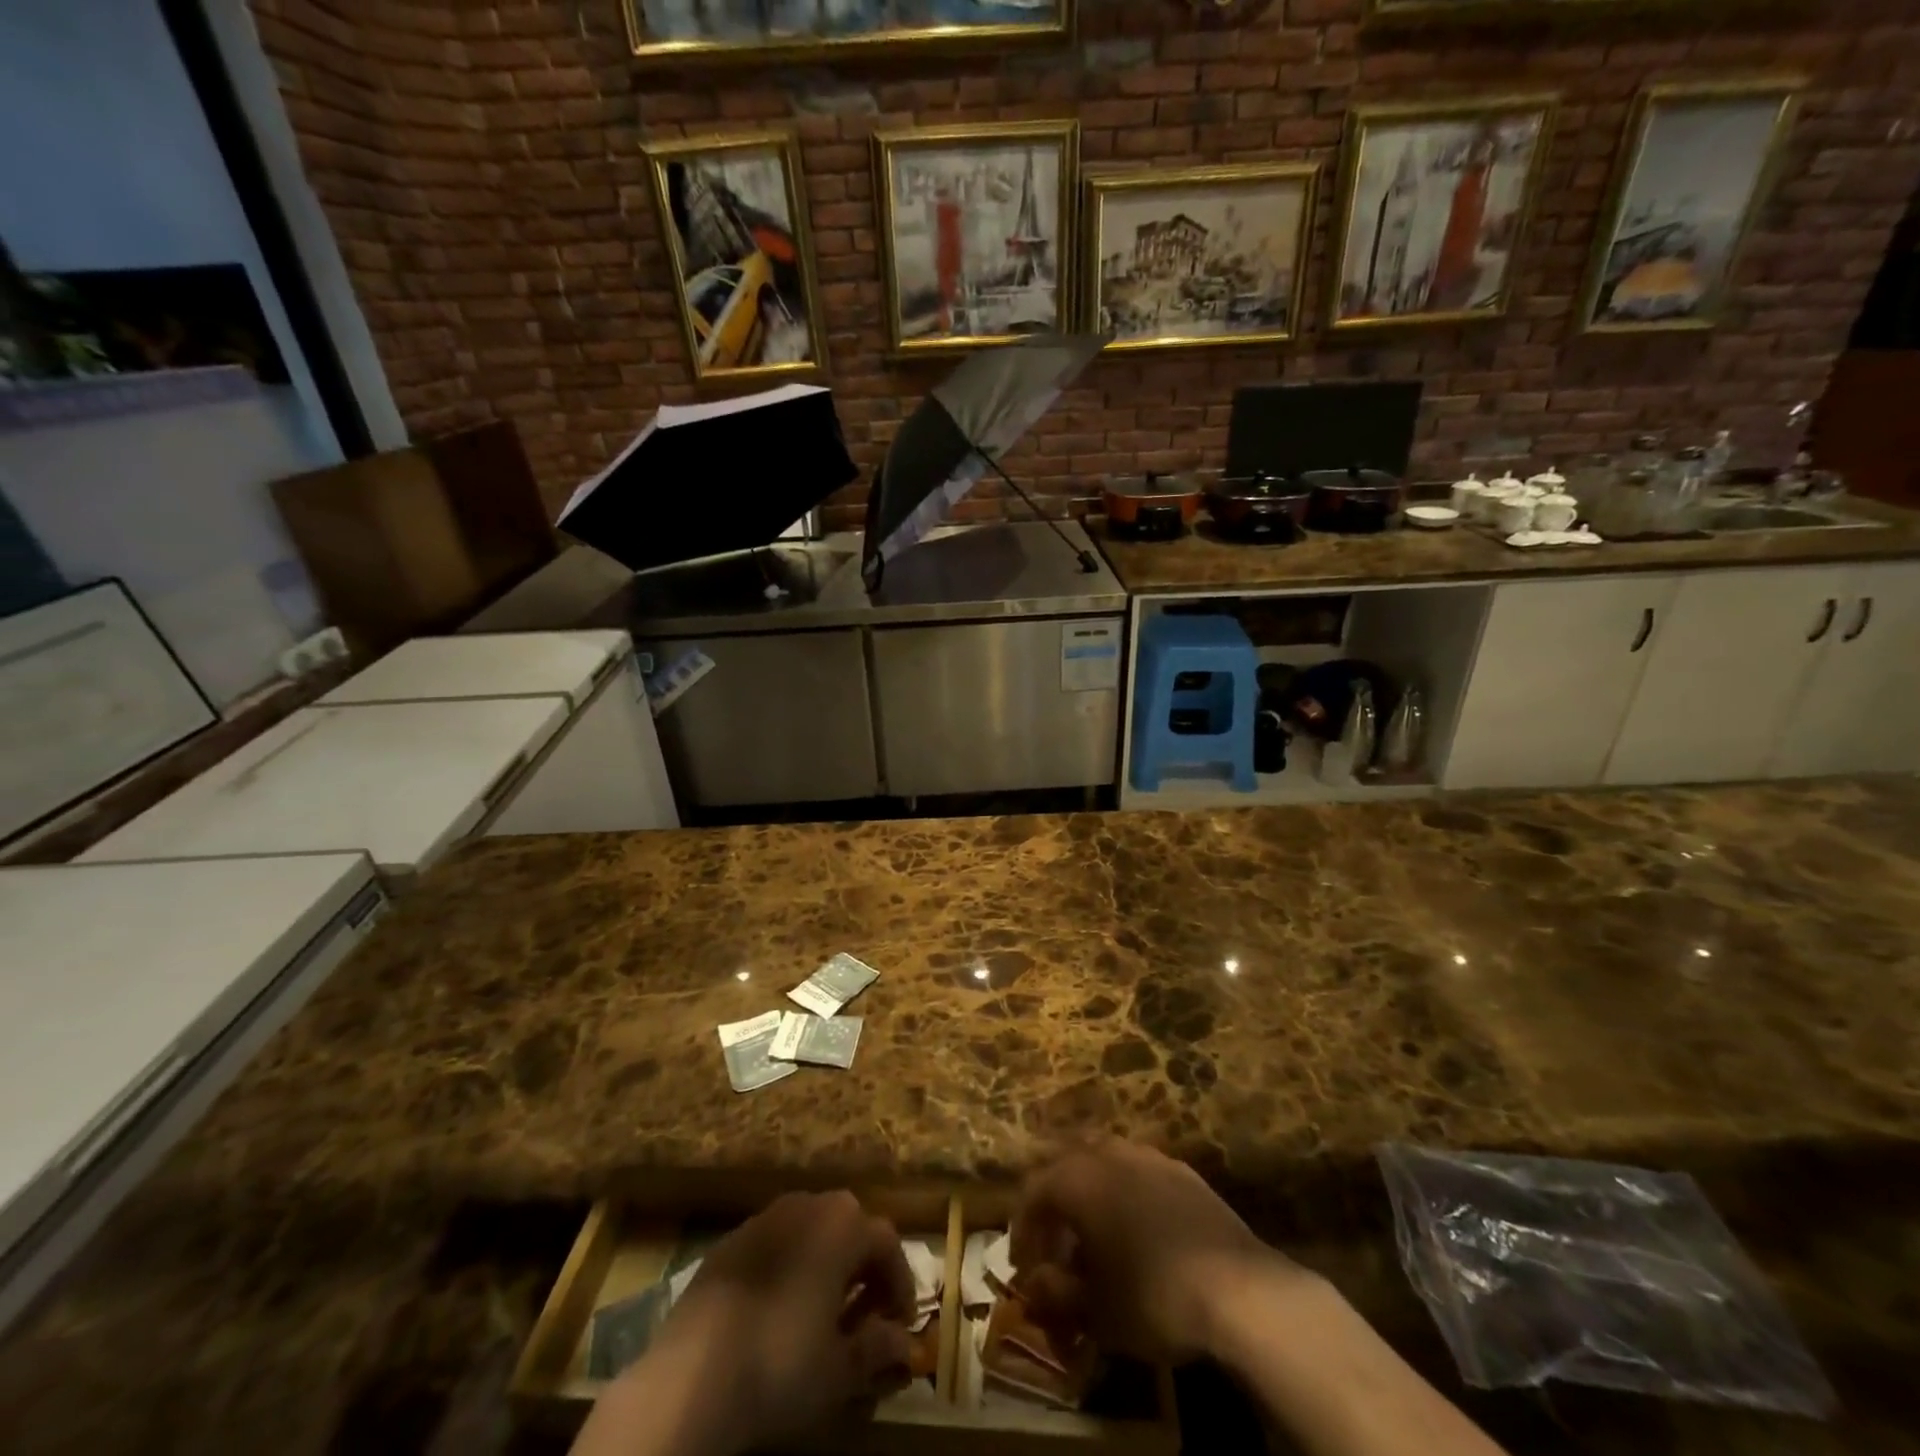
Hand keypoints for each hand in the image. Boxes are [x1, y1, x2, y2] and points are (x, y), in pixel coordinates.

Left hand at [577, 1192, 914, 1455]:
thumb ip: (877, 1348)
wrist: (690, 1376)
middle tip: (865, 1313)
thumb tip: (904, 1344)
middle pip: (849, 1226)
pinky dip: (788, 1266)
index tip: (900, 1323)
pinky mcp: (730, 1240)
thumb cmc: (780, 1365)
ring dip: (826, 1263)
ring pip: (810, 1230)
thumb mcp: (839, 1370)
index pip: (887, 1243)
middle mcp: (808, 1204)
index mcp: (843, 1225)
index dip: (900, 1283)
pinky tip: (779, 1308)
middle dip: (863, 1267)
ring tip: (823, 1311)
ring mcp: (764, 1217)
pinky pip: (774, 1243)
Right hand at [1010, 1137, 1284, 1362]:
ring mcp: (1148, 1156)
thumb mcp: (1095, 1311)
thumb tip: (1036, 1284)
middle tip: (1054, 1239)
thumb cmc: (1152, 1297)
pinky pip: (1138, 1170)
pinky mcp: (1182, 1171)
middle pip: (1065, 1162)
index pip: (1033, 1193)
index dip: (1022, 1230)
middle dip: (1053, 1199)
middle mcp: (1107, 1153)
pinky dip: (1125, 1190)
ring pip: (1103, 1158)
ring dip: (1090, 1188)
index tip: (1023, 1267)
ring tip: (1093, 1228)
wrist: (1238, 1288)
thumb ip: (1056, 1293)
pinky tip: (1137, 1225)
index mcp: (1077, 1179)